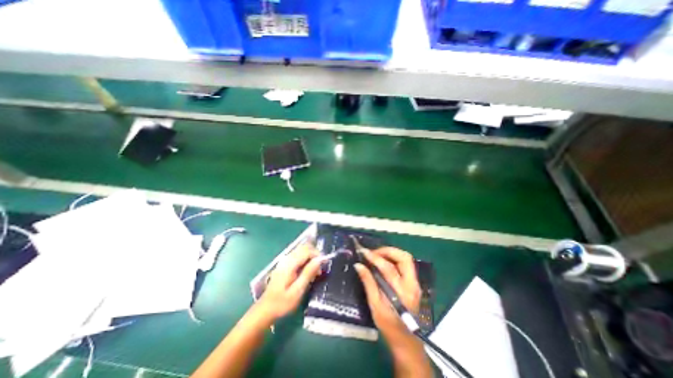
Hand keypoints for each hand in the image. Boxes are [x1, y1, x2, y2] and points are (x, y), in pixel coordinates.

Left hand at [257, 244, 321, 322]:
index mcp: (289, 264)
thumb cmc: (282, 303)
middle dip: (314, 255)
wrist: (265, 310)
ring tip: (314, 272)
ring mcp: (284, 261)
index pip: (306, 250)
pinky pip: (298, 256)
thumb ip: (308, 273)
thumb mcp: (297, 291)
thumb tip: (319, 260)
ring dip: (310, 257)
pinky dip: (305, 260)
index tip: (324, 265)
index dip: (317, 254)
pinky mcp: (284, 265)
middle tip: (319, 269)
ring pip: (301, 251)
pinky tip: (307, 272)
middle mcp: (287, 259)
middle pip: (304, 248)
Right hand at [352, 248, 418, 342]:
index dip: (375, 258)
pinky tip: (384, 261)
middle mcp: (412, 284)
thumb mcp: (375, 305)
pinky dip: (394, 258)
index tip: (363, 252)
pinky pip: (405, 264)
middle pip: (404, 258)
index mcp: (402, 293)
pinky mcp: (414, 282)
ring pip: (406, 259)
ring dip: (391, 253)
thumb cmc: (388, 325)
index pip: (389, 268)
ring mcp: (415, 283)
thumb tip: (358, 265)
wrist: (406, 340)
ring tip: (377, 255)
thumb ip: (368, 283)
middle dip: (388, 250)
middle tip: (373, 252)